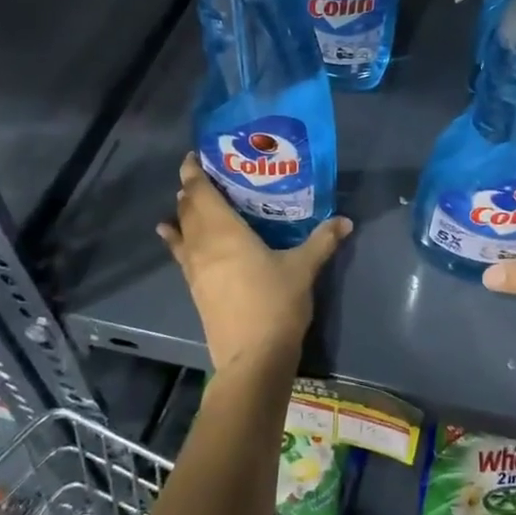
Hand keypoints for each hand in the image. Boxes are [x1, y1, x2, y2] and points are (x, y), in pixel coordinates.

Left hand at [157, 153, 352, 374]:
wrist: (253, 358)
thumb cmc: (276, 304)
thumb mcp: (304, 269)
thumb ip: (323, 241)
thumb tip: (346, 220)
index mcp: (226, 232)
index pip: (202, 193)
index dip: (194, 173)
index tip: (194, 157)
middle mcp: (203, 245)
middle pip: (189, 209)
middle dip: (191, 189)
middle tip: (204, 174)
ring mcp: (195, 269)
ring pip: (183, 231)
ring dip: (183, 212)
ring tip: (186, 198)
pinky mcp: (195, 289)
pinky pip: (180, 253)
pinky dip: (175, 239)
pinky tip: (169, 234)